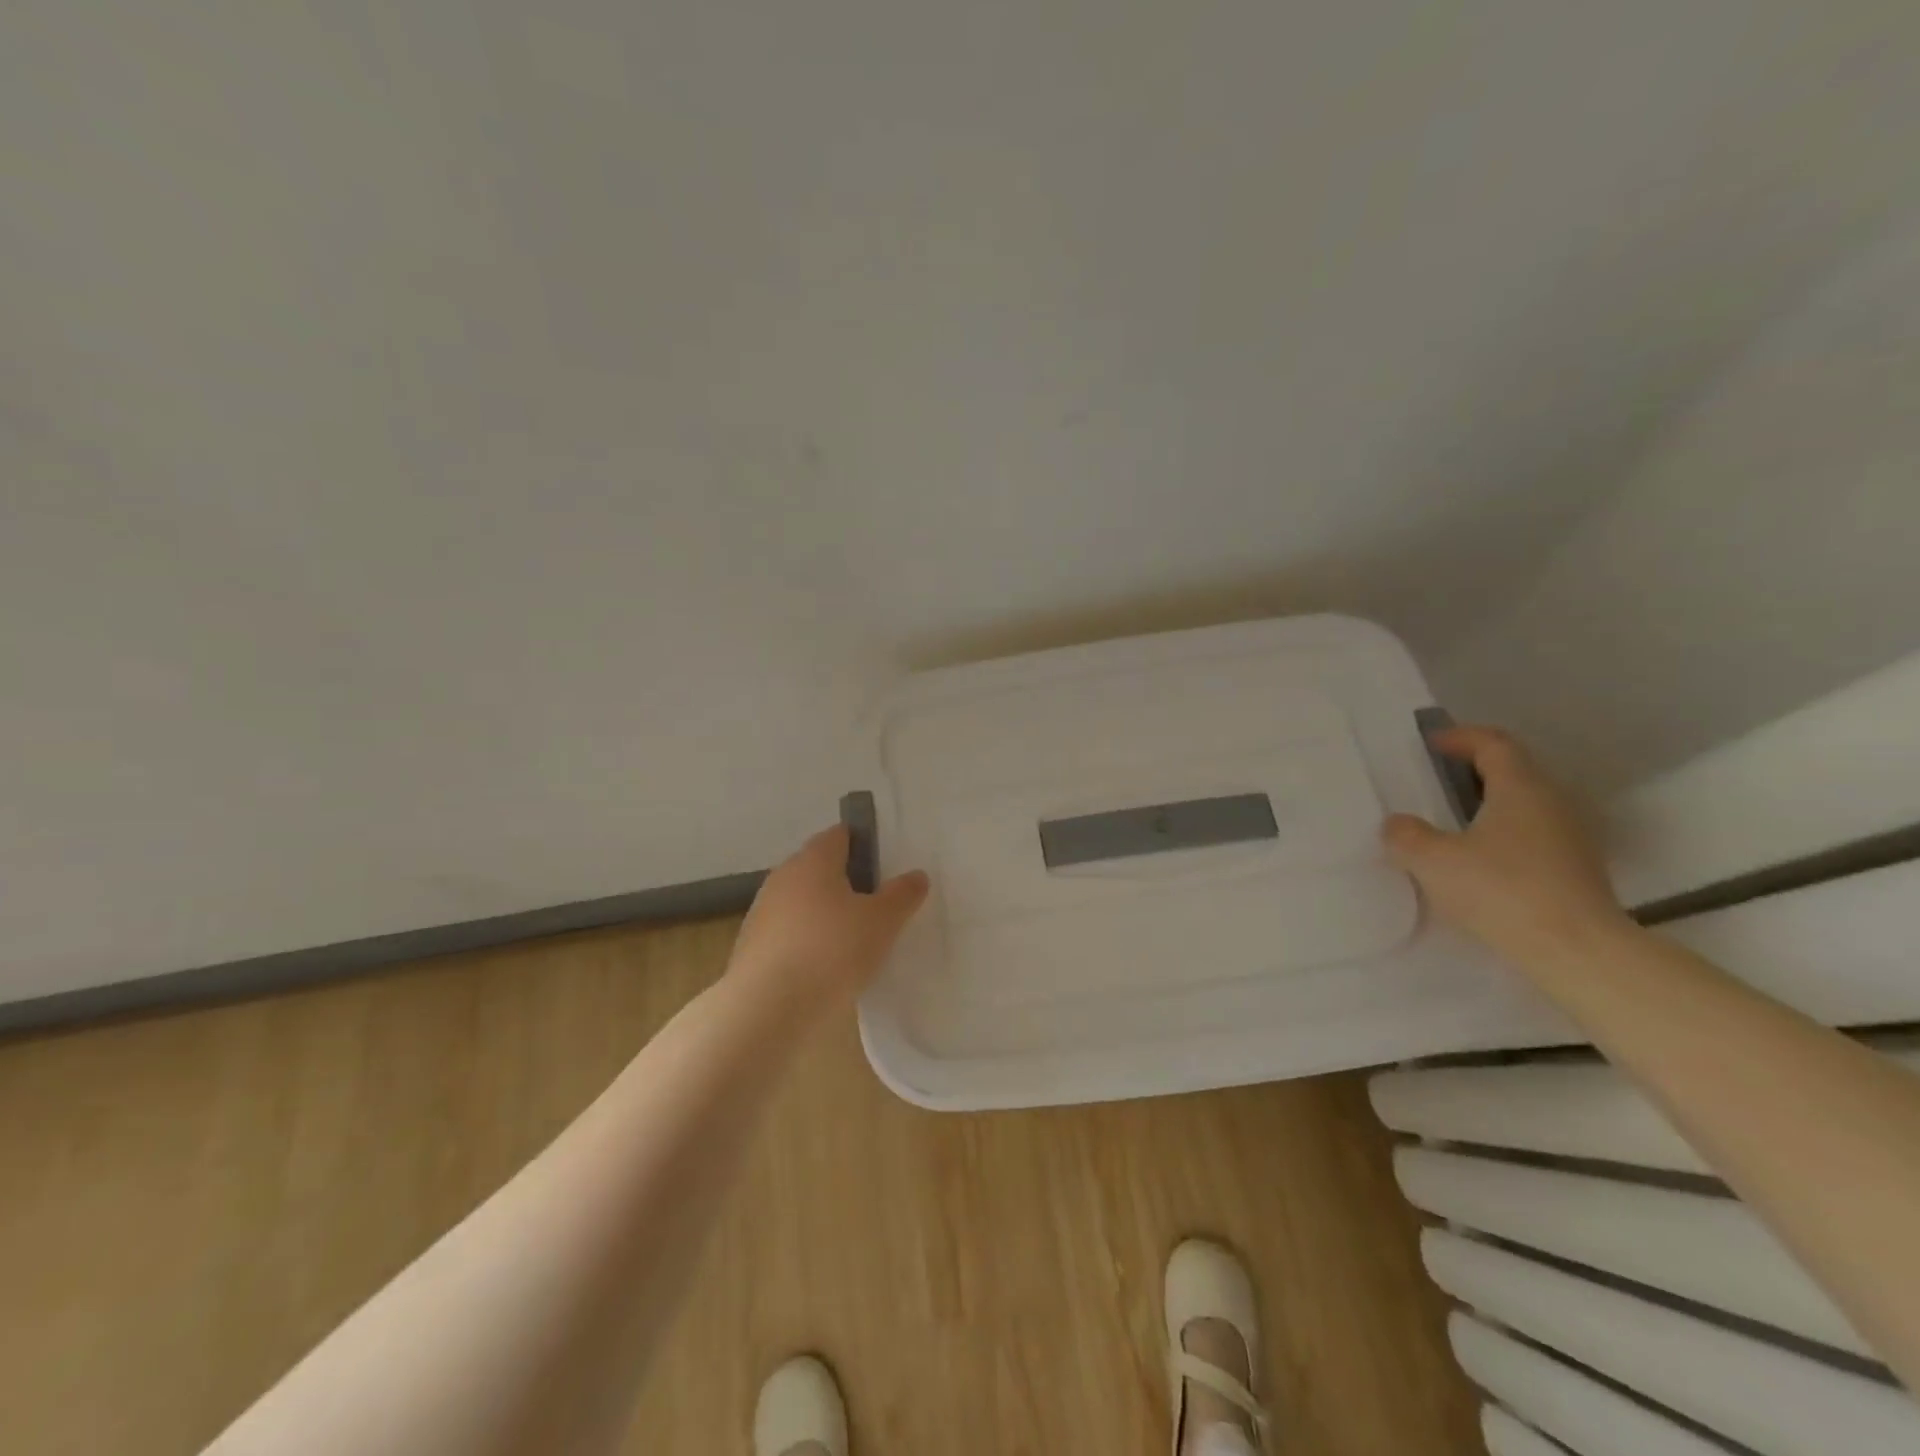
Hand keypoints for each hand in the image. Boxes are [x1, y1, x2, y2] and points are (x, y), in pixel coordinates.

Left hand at [728, 825, 930, 1008]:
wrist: (765, 1010)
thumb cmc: (831, 952)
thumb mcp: (882, 922)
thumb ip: (902, 895)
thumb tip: (916, 875)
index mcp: (813, 859)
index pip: (841, 835)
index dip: (865, 845)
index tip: (887, 868)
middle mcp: (783, 876)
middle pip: (820, 868)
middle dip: (847, 882)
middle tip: (878, 906)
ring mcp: (763, 912)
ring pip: (803, 902)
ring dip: (826, 915)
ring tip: (855, 941)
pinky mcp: (752, 947)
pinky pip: (789, 933)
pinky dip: (808, 942)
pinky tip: (825, 968)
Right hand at [1383, 725, 1633, 962]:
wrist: (1577, 952)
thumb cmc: (1501, 890)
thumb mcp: (1433, 861)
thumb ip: (1406, 835)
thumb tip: (1397, 824)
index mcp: (1520, 788)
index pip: (1494, 744)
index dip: (1461, 737)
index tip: (1432, 744)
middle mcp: (1552, 803)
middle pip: (1515, 771)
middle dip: (1475, 770)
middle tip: (1438, 781)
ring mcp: (1571, 838)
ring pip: (1526, 805)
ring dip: (1490, 805)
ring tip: (1454, 822)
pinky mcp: (1577, 871)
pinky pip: (1534, 836)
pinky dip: (1504, 835)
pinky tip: (1479, 862)